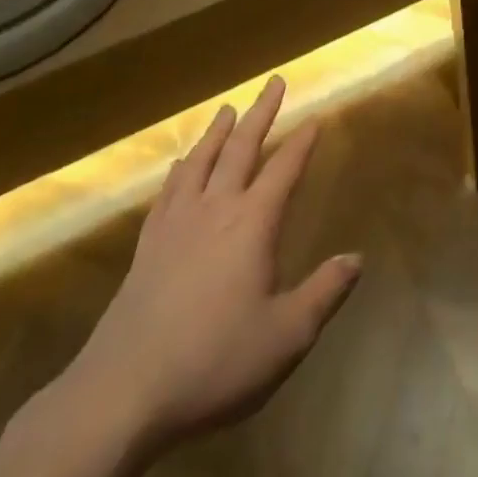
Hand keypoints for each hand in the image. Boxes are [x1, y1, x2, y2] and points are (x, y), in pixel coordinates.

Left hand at [61, 75, 359, 454]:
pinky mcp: (146, 247)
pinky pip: (167, 192)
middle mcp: (215, 210)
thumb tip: (357, 258)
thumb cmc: (213, 362)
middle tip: (274, 82)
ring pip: (200, 162)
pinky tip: (179, 166)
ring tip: (228, 109)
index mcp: (252, 224)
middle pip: (241, 148)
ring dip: (218, 132)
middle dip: (262, 113)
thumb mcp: (285, 336)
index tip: (315, 117)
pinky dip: (179, 170)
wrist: (120, 394)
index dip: (302, 142)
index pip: (284, 169)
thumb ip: (324, 292)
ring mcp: (175, 225)